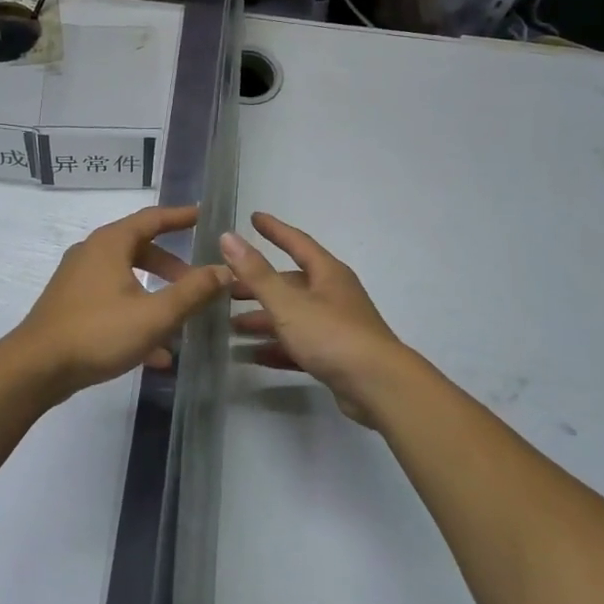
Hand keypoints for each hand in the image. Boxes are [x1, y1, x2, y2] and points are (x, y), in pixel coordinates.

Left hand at [9, 205, 231, 404]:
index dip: (181, 216)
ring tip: (180, 319)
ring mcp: (78, 280)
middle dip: (172, 266)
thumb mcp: (154, 315)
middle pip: (140, 249)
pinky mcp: (71, 306)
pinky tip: (155, 353)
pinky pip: (112, 302)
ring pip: (127, 278)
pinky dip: (135, 316)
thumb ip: (193, 292)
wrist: (34, 369)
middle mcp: (92, 253)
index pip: (153, 218)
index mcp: (111, 244)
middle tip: (197, 281)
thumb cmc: (97, 333)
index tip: (204, 215)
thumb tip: (226, 270)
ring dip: (155, 295)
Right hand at [221, 212, 412, 424]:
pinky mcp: (335, 355)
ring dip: (264, 319)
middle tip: (226, 290)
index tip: (253, 218)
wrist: (377, 386)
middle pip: (290, 283)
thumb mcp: (288, 303)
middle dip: (258, 285)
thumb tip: (228, 237)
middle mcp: (333, 294)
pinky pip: (299, 344)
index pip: (297, 243)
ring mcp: (336, 326)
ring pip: (292, 316)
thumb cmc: (332, 335)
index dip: (274, 230)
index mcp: (327, 273)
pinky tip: (252, 355)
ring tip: (231, 327)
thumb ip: (256, 273)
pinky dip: (277, 346)